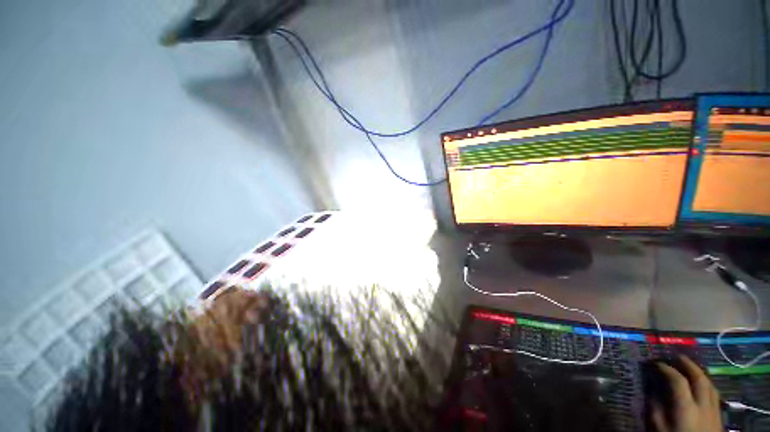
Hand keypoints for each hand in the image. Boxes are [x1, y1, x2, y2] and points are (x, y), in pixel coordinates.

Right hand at [649, 355, 721, 431]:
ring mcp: (714, 409)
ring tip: (688, 366)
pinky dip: (706, 383)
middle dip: (687, 364)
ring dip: (698, 371)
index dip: (665, 368)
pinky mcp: (718, 414)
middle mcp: (703, 404)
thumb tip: (651, 388)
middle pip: (699, 378)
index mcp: (686, 407)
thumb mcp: (659, 428)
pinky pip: (714, 393)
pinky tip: (701, 384)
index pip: (677, 380)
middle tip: (675, 355)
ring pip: (710, 384)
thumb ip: (656, 408)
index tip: (654, 363)